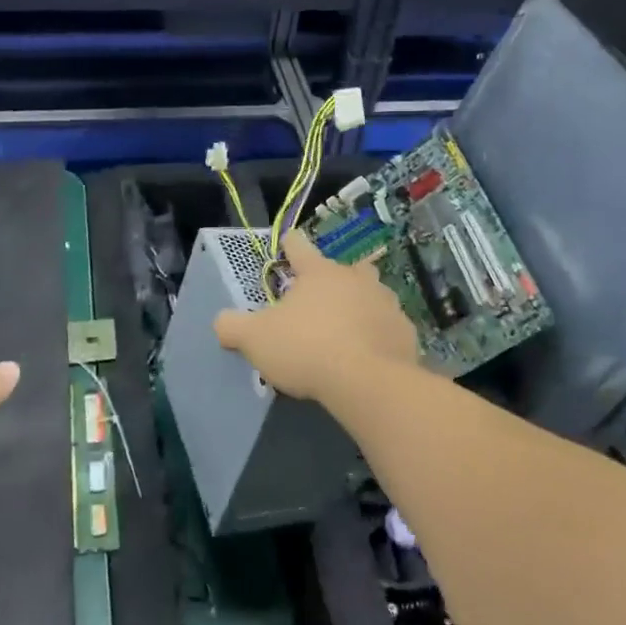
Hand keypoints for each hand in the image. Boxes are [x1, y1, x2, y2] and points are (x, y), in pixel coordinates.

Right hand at [214, 231, 418, 405]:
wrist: (368, 382)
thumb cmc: (307, 348)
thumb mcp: (256, 339)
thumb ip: (233, 326)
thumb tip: (220, 322)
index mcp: (318, 272)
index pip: (299, 246)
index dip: (290, 244)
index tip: (287, 242)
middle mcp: (354, 278)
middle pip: (344, 267)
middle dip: (334, 277)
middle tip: (321, 297)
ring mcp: (384, 303)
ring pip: (371, 294)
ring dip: (360, 305)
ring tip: (347, 328)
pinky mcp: (405, 332)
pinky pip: (388, 327)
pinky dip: (379, 335)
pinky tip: (369, 354)